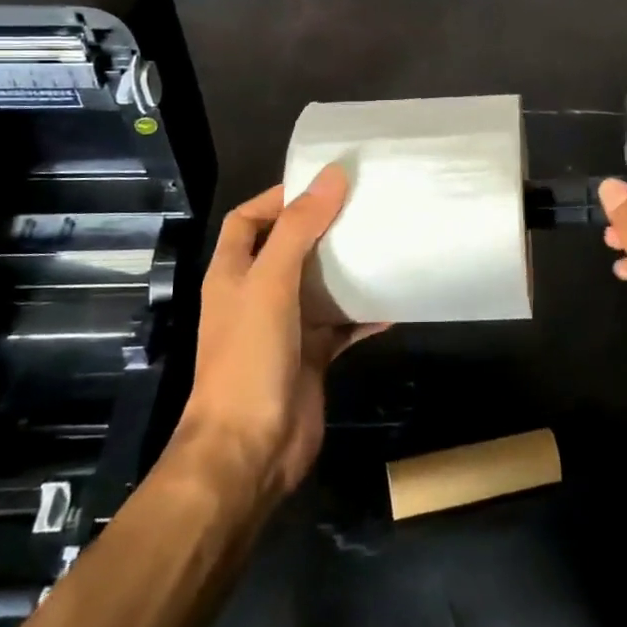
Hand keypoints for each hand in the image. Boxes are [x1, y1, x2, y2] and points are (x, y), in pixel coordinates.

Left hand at [179, 167, 384, 501]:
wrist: (250, 451)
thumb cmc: (250, 357)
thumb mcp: (271, 282)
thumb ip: (300, 228)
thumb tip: (333, 175)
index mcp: (233, 273)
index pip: (248, 219)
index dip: (278, 197)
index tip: (323, 183)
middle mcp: (255, 295)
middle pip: (289, 247)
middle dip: (322, 227)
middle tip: (365, 207)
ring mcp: (284, 327)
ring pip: (318, 285)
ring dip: (345, 267)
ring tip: (383, 243)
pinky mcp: (311, 355)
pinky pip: (342, 324)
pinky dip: (363, 313)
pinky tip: (393, 302)